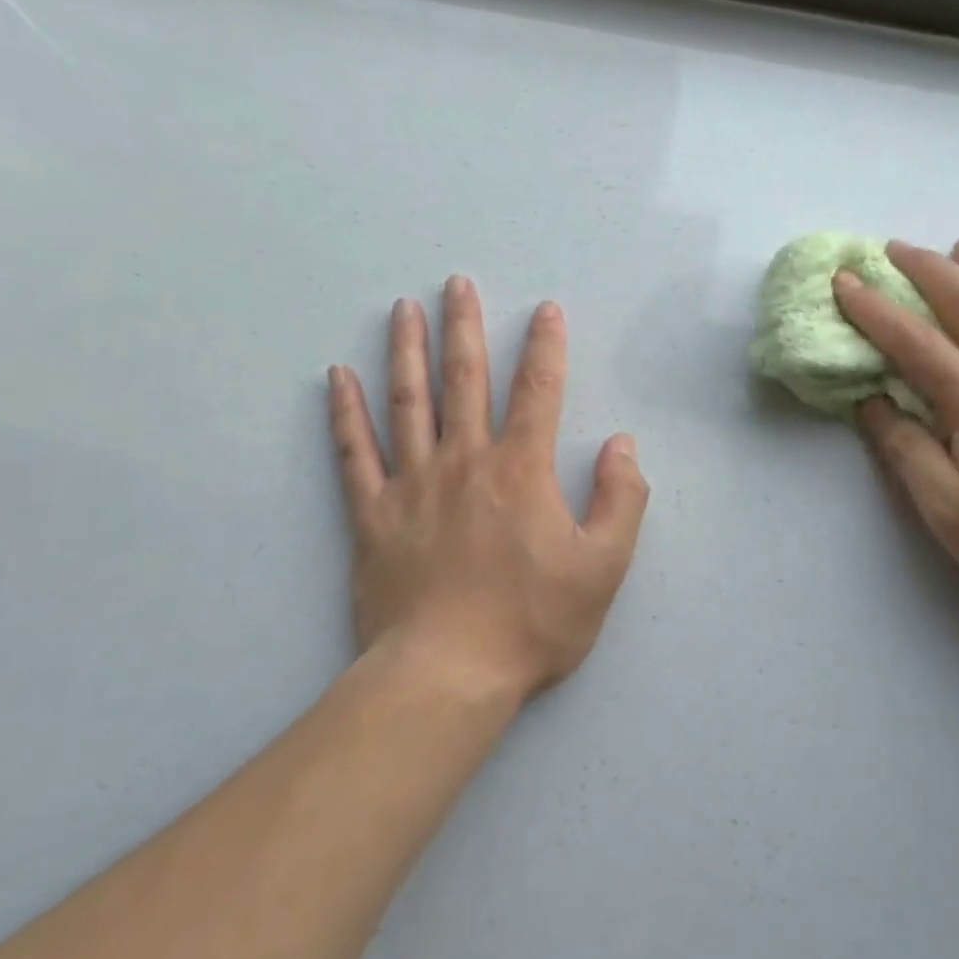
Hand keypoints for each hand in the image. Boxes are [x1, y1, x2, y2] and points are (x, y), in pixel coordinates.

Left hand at [327, 278, 648, 699]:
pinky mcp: (372, 516)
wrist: (448, 674)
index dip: (545, 347)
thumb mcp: (603, 567)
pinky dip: (344, 413)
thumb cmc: (533, 623)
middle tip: (456, 283)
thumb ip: (620, 500)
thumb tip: (621, 444)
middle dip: (464, 327)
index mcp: (521, 471)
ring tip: (402, 309)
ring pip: (408, 403)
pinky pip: (354, 453)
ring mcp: (412, 485)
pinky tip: (337, 378)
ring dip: (407, 351)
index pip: (538, 391)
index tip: (545, 310)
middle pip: (465, 380)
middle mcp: (465, 462)